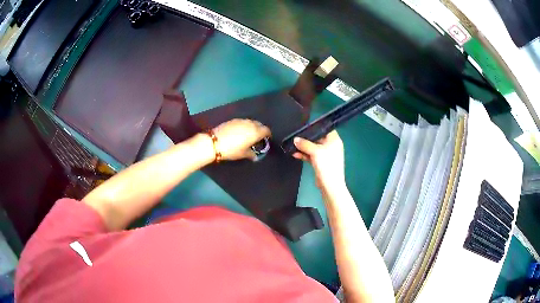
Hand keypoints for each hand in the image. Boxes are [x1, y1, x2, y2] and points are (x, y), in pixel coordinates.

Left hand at [212, 119, 270, 160]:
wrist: (214, 142)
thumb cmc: (232, 149)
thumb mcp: (243, 154)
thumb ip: (251, 154)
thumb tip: (255, 156)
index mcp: (255, 132)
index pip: (266, 130)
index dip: (268, 134)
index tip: (267, 138)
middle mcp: (250, 124)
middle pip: (259, 124)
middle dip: (261, 129)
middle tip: (259, 137)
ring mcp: (241, 121)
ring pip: (251, 122)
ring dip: (252, 126)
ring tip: (249, 134)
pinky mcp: (233, 120)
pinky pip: (243, 122)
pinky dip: (244, 125)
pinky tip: (240, 132)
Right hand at [293, 131, 344, 188]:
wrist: (330, 185)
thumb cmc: (327, 165)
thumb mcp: (315, 151)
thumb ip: (304, 144)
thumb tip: (295, 139)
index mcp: (334, 140)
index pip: (325, 129)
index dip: (316, 127)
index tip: (305, 126)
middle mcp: (331, 146)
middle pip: (317, 138)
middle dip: (306, 138)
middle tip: (295, 136)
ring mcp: (326, 155)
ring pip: (313, 147)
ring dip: (303, 147)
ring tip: (292, 145)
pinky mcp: (321, 162)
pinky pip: (311, 155)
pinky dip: (304, 154)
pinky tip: (295, 154)